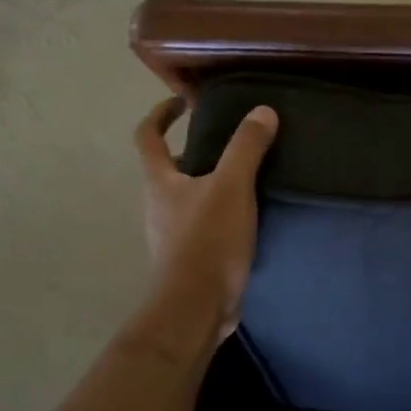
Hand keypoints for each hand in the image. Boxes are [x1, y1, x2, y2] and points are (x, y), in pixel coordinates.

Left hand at [136, 96, 278, 342]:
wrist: (197, 307)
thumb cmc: (208, 240)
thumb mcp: (233, 187)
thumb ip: (247, 148)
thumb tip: (262, 111)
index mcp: (160, 182)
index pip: (148, 137)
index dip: (160, 114)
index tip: (182, 103)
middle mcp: (158, 205)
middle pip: (167, 169)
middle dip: (191, 153)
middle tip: (226, 145)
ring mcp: (170, 235)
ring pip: (185, 199)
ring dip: (207, 186)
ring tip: (244, 181)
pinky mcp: (188, 259)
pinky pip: (201, 226)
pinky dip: (218, 215)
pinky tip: (246, 220)